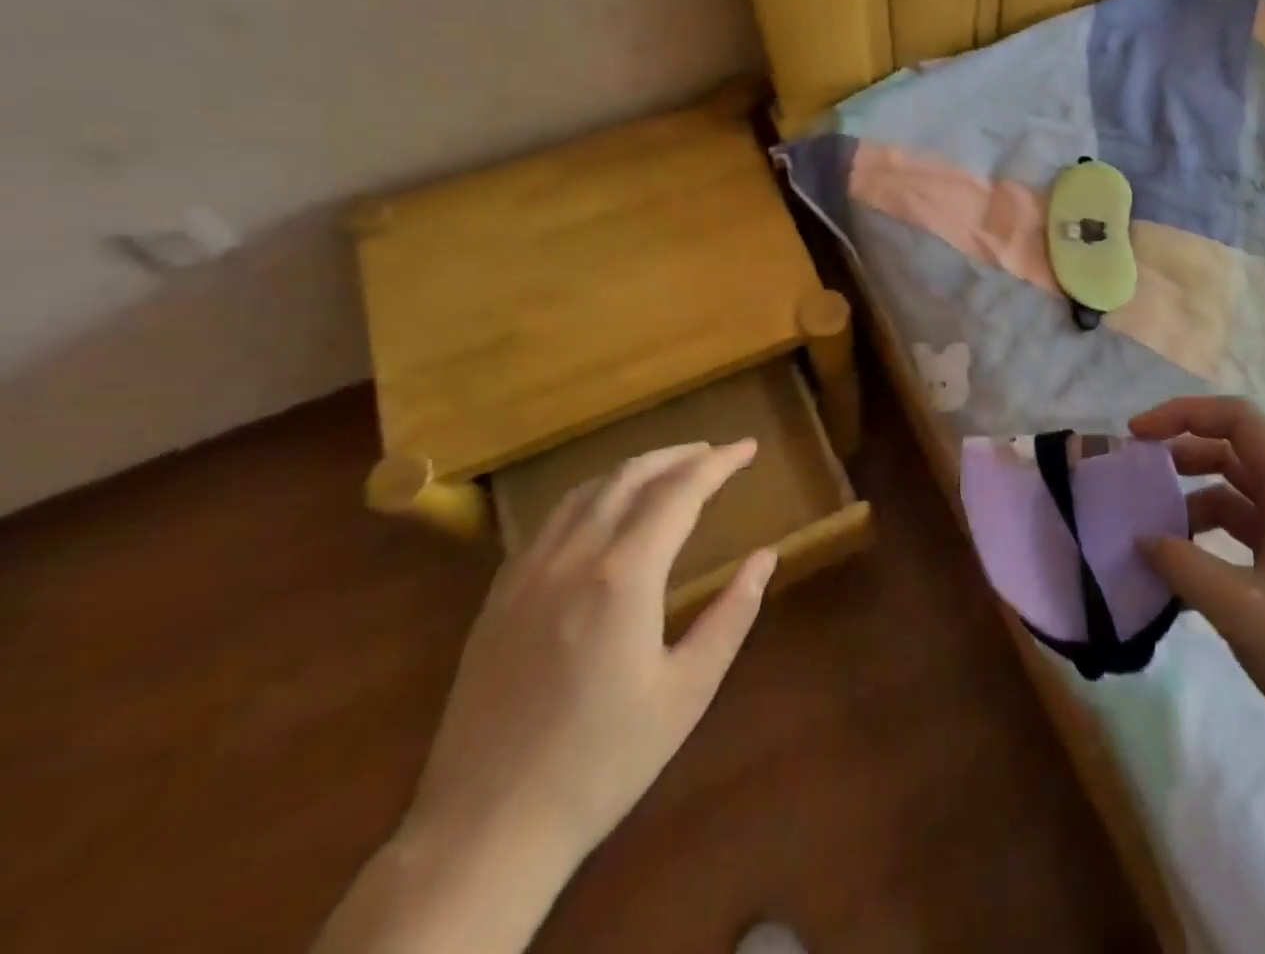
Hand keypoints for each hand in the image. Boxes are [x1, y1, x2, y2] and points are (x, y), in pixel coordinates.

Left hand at [405, 439, 776, 871]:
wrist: (484, 831)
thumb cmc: (603, 761)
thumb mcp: (688, 691)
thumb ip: (732, 614)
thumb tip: (766, 556)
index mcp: (624, 575)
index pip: (680, 491)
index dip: (719, 463)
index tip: (748, 447)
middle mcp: (573, 556)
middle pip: (630, 476)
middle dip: (677, 455)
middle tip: (713, 452)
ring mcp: (527, 573)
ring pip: (585, 491)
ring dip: (632, 469)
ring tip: (666, 470)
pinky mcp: (498, 597)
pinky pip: (549, 520)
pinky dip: (589, 496)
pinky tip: (601, 512)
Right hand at [1132, 397, 1264, 793]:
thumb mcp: (1244, 612)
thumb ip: (1184, 566)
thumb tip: (1141, 539)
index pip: (1240, 421)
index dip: (1184, 414)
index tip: (1137, 434)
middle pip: (1234, 452)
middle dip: (1181, 454)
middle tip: (1133, 475)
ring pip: (1235, 496)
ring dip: (1190, 502)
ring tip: (1148, 528)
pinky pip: (1242, 536)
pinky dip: (1206, 541)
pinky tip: (1177, 570)